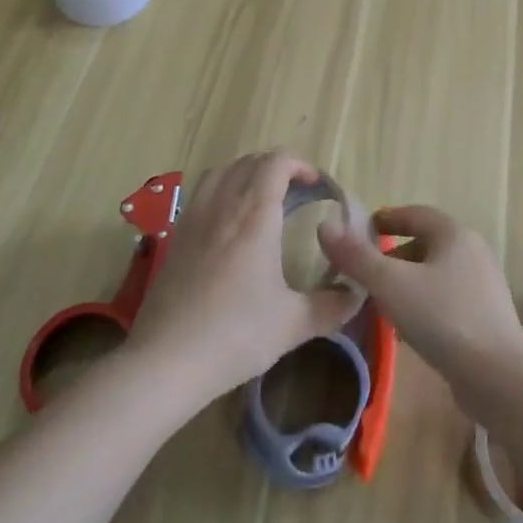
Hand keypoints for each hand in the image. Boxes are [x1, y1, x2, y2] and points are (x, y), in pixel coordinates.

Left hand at [126, 152, 361, 401]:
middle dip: (276, 167)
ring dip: (245, 173)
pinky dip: (221, 190)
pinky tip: (228, 223)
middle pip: (249, 162)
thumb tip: (356, 295)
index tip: (317, 186)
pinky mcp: (175, 237)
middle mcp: (223, 206)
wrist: (165, 360)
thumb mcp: (293, 324)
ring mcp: (194, 218)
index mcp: (255, 216)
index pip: (276, 163)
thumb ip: (331, 306)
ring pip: (221, 172)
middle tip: (296, 193)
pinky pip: (201, 193)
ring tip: (261, 198)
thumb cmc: (235, 335)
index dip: (300, 165)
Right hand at [316, 205, 522, 404]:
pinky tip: (409, 329)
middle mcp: (473, 251)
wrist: (498, 376)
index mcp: (454, 234)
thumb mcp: (391, 285)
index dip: (386, 219)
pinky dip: (424, 303)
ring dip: (407, 282)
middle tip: (365, 274)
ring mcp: (483, 284)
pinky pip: (447, 298)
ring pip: (435, 273)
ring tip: (381, 304)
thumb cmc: (442, 318)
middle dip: (393, 256)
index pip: (415, 213)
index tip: (362, 231)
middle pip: (425, 243)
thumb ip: (357, 257)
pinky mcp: (486, 315)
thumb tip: (325, 227)